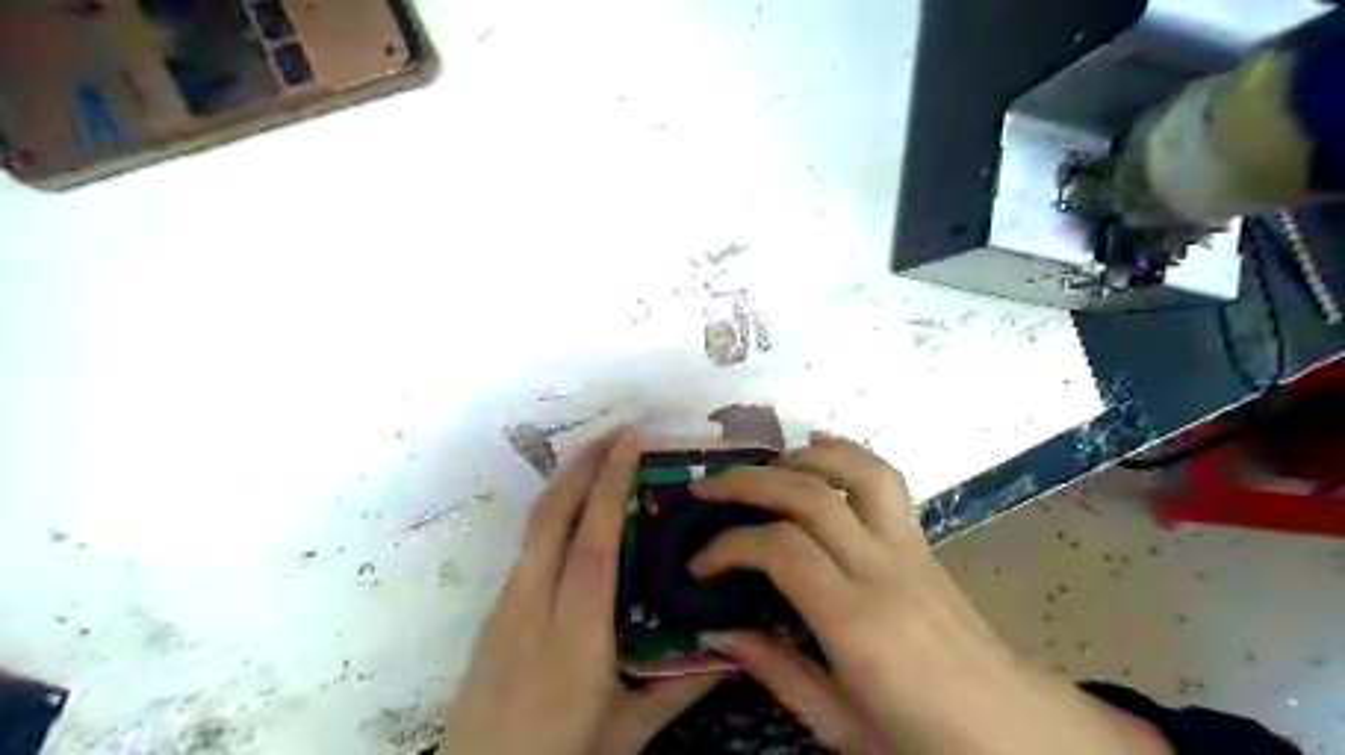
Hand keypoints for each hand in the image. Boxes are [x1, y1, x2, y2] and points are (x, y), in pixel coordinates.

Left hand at [443, 432, 725, 754]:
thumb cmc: (560, 753)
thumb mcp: (628, 730)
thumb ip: (681, 688)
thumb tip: (735, 652)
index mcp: (576, 632)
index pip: (594, 541)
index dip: (611, 485)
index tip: (631, 441)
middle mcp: (535, 604)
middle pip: (554, 515)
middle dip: (586, 464)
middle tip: (620, 431)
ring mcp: (508, 603)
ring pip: (535, 524)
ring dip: (568, 481)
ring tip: (602, 456)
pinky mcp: (497, 610)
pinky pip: (528, 544)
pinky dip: (554, 510)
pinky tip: (576, 511)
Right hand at [688, 430, 1174, 753]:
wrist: (1016, 733)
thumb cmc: (925, 740)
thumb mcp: (841, 727)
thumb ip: (777, 672)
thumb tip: (716, 633)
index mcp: (859, 625)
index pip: (782, 550)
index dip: (730, 545)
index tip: (700, 564)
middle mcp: (885, 571)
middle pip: (811, 496)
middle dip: (749, 483)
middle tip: (707, 490)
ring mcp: (910, 548)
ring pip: (856, 471)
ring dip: (801, 457)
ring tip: (762, 469)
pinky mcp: (923, 541)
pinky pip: (886, 481)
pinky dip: (847, 453)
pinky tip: (817, 449)